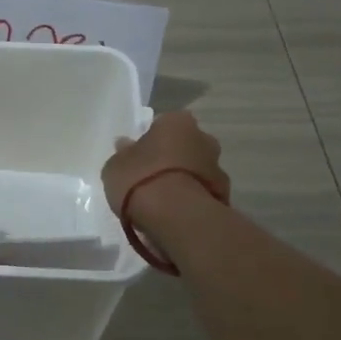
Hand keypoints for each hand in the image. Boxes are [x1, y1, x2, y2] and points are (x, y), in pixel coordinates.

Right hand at [103, 111, 229, 219]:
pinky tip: (175, 213)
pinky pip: (202, 193)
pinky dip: (191, 199)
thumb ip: (123, 153)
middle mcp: (203, 139)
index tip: (140, 155)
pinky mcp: (224, 197)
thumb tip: (126, 146)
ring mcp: (218, 168)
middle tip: (151, 175)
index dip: (151, 139)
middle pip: (185, 145)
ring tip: (163, 200)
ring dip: (184, 179)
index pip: (164, 123)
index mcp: (177, 122)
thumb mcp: (116, 165)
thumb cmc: (141, 179)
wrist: (177, 217)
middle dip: (173, 157)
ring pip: (197, 170)